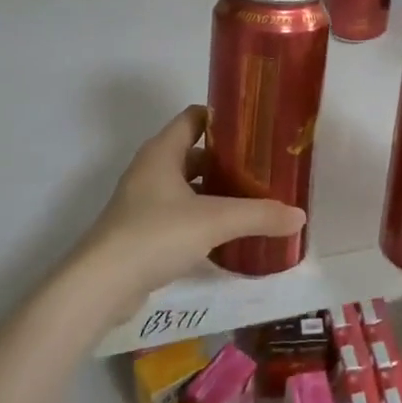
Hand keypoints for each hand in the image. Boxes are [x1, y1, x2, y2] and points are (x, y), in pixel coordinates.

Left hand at [67, 106, 304, 323]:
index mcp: (162, 151)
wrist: (102, 285)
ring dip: (215, 191)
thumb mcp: (214, 221)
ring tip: (253, 201)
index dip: (224, 119)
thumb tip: (299, 216)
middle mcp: (151, 169)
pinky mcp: (142, 231)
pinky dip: (202, 217)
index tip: (257, 128)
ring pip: (187, 186)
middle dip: (227, 160)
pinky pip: (179, 214)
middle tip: (263, 170)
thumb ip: (258, 215)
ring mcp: (143, 201)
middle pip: (194, 152)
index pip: (194, 117)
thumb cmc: (155, 234)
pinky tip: (227, 234)